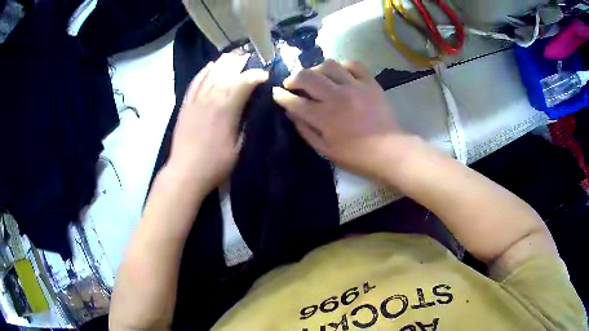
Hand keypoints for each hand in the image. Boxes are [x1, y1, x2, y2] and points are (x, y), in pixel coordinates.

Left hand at [167, 53, 267, 193]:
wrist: (185, 172)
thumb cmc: (216, 163)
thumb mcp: (239, 146)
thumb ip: (247, 122)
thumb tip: (254, 106)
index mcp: (226, 108)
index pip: (244, 81)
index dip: (257, 75)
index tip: (265, 76)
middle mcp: (210, 97)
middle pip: (227, 70)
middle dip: (242, 63)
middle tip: (252, 62)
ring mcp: (196, 99)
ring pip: (211, 72)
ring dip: (225, 63)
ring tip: (235, 58)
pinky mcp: (186, 103)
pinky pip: (196, 80)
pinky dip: (205, 71)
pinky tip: (211, 66)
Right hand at [273, 59, 409, 180]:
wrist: (389, 150)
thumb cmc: (356, 155)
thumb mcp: (325, 150)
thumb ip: (305, 130)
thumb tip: (291, 112)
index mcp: (324, 117)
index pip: (295, 101)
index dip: (281, 96)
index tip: (276, 92)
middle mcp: (337, 96)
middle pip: (307, 76)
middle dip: (293, 78)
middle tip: (292, 84)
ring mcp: (355, 86)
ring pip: (328, 65)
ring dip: (316, 69)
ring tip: (317, 78)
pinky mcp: (370, 83)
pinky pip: (353, 64)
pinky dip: (342, 66)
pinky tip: (339, 74)